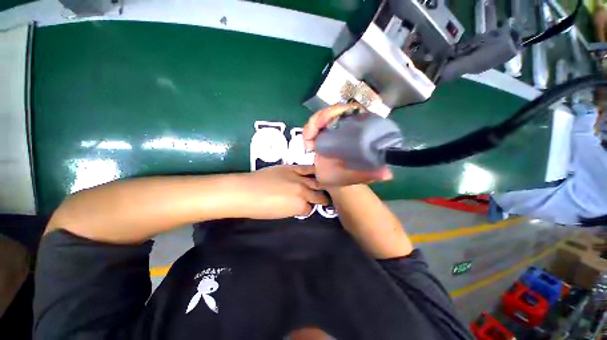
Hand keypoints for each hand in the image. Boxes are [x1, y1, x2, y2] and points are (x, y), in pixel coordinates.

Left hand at [233, 165, 328, 218]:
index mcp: (300, 206)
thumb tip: (301, 206)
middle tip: (325, 197)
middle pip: (318, 195)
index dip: (309, 208)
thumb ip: (295, 209)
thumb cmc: (260, 209)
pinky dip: (314, 171)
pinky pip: (307, 168)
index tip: (307, 207)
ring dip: (322, 184)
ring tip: (326, 184)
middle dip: (322, 198)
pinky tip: (318, 171)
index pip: (310, 208)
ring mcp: (299, 178)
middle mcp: (303, 191)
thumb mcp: (281, 214)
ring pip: (317, 181)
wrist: (246, 191)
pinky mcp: (292, 168)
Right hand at [302, 103, 392, 186]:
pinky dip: (307, 131)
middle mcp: (347, 127)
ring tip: (308, 142)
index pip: (354, 112)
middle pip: (335, 110)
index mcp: (359, 132)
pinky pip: (313, 125)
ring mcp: (333, 129)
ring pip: (321, 116)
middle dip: (321, 117)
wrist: (331, 180)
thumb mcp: (357, 177)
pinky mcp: (321, 133)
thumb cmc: (345, 177)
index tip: (328, 121)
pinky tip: (307, 145)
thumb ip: (370, 174)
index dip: (341, 111)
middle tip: (312, 133)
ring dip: (312, 125)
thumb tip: (387, 174)